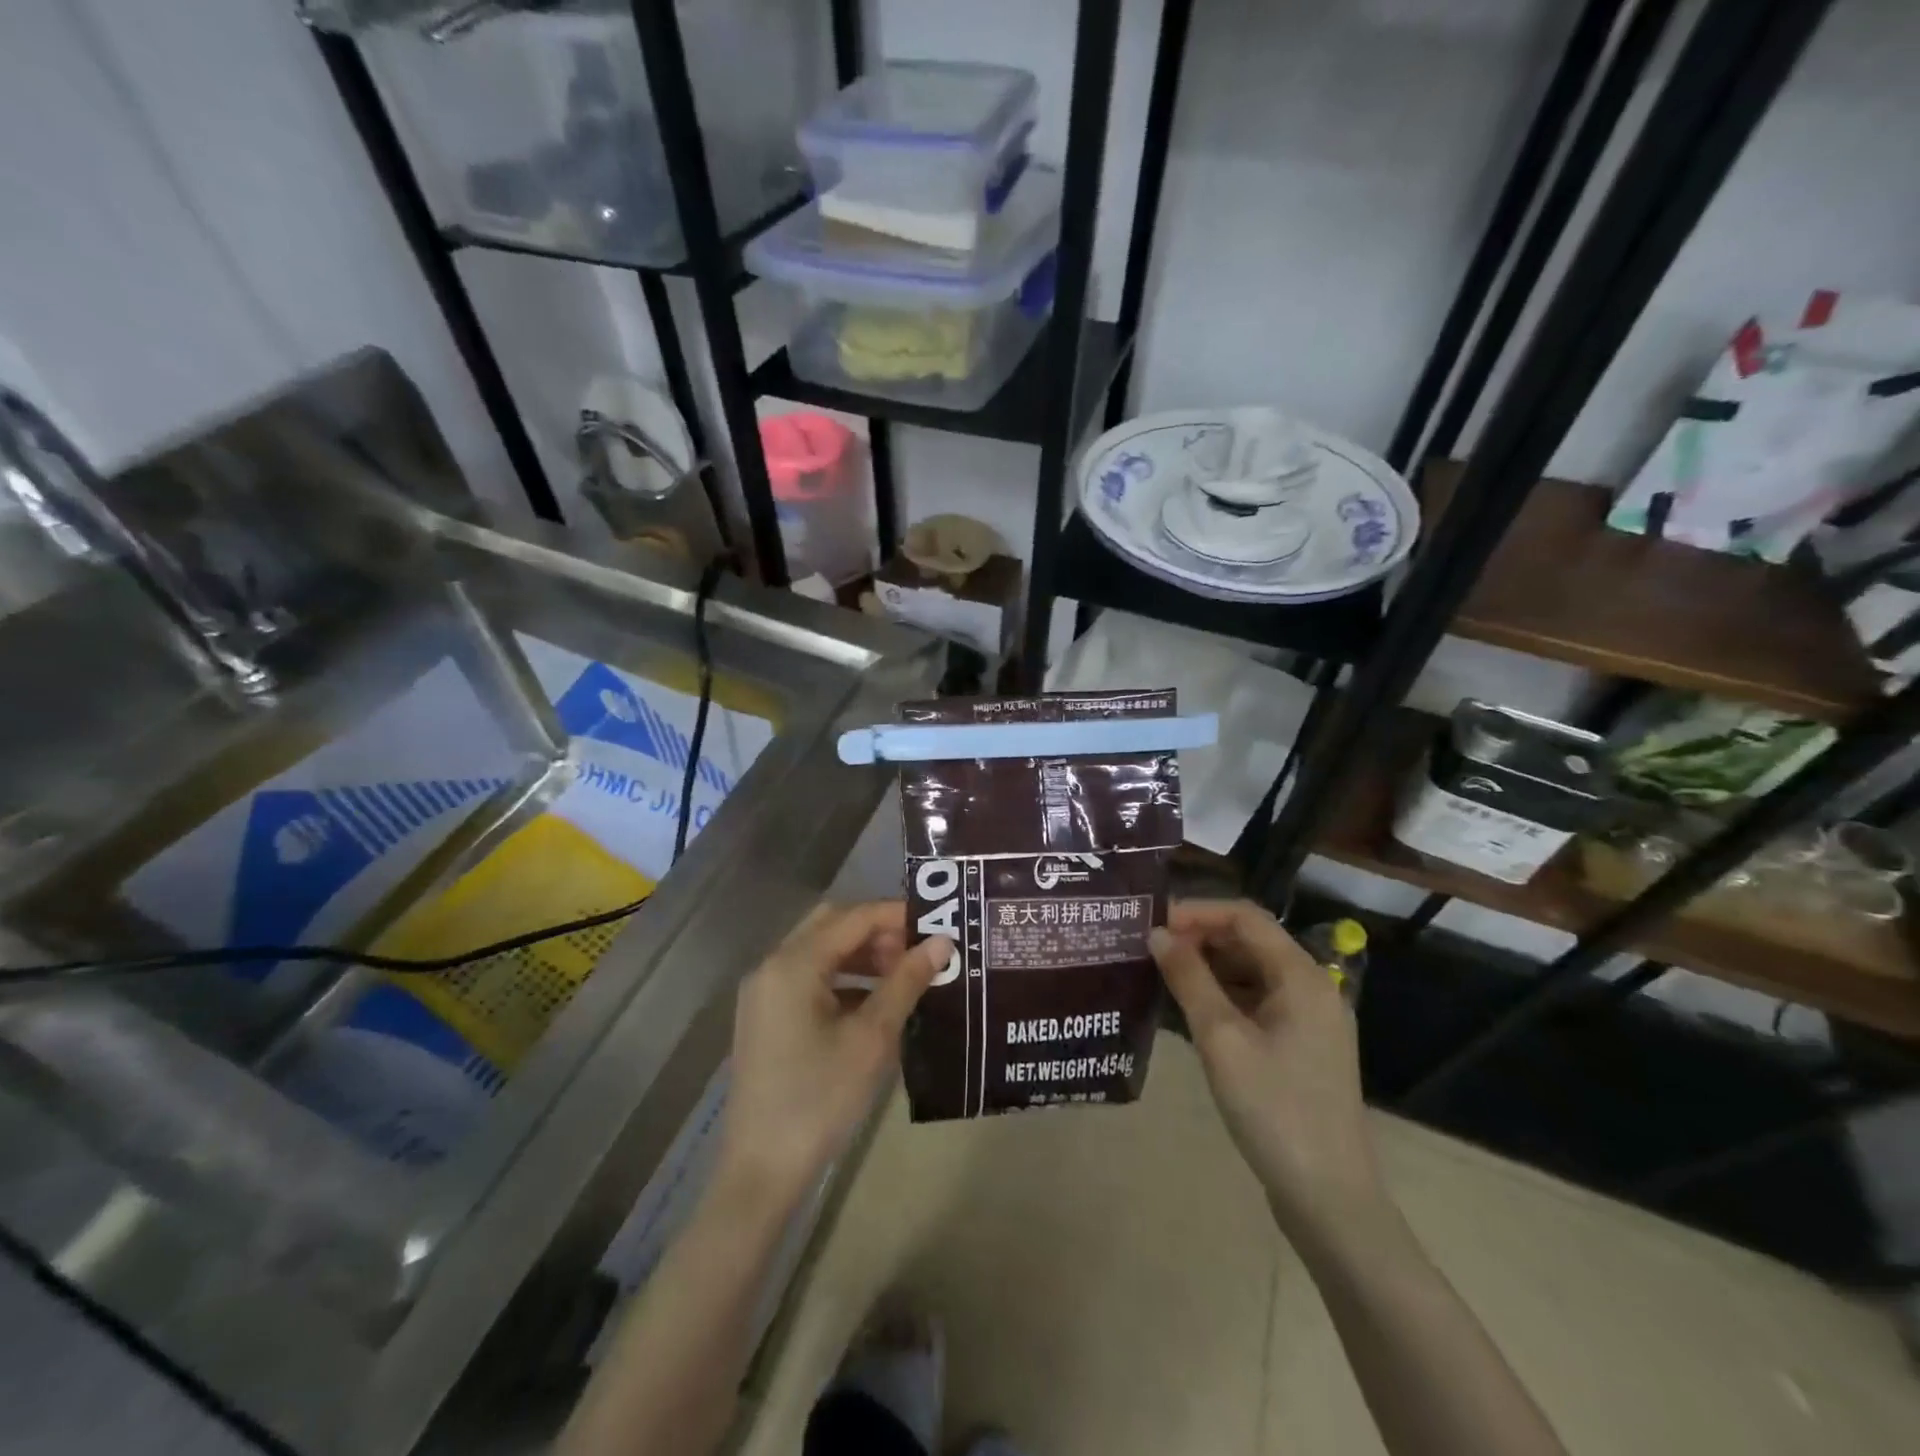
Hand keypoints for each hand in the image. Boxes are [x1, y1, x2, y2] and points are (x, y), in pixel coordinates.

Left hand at [717, 902, 949, 1204]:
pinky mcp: (765, 1017)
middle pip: (832, 925)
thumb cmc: (821, 1099)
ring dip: (861, 954)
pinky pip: (808, 978)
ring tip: (903, 975)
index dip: (896, 916)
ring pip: (820, 951)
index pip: (853, 917)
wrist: (762, 1171)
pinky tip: (874, 1003)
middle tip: (918, 950)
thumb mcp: (872, 1038)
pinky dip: (842, 979)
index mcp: (793, 964)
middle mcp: (772, 966)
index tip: (937, 925)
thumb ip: (907, 981)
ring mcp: (764, 993)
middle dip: (877, 931)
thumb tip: (942, 942)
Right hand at [1150, 899, 1383, 1237]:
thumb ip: (1188, 979)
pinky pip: (1257, 1002)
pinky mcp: (1300, 1047)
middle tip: (1149, 948)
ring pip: (1252, 972)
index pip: (1244, 917)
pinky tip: (1190, 1010)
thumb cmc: (1274, 1110)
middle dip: (1199, 938)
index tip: (1152, 923)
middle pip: (1250, 941)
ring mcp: (1309, 1020)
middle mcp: (1311, 988)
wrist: (1330, 1199)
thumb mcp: (1221, 1040)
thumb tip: (1157, 934)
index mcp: (1301, 976)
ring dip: (1208, 966)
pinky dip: (1223, 996)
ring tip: (1161, 974)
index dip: (1196, 912)